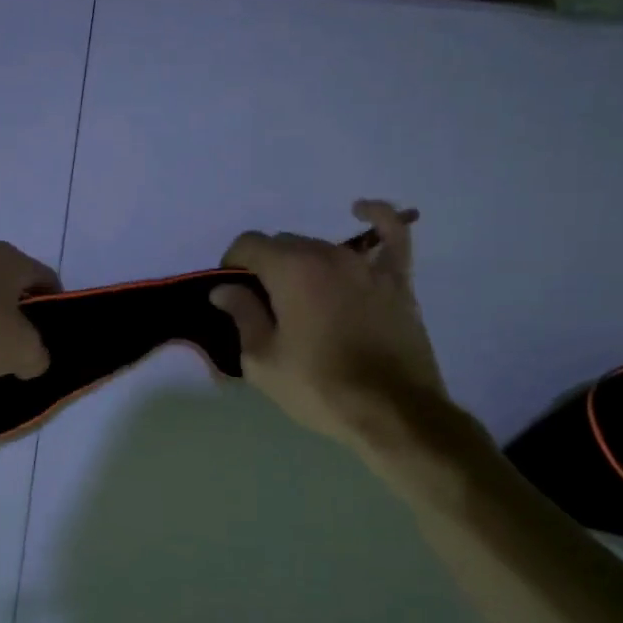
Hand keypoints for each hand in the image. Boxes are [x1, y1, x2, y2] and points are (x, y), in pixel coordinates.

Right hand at [211, 200, 450, 454]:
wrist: (392, 412)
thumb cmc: (319, 387)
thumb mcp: (262, 360)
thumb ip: (242, 315)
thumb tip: (225, 289)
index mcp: (290, 269)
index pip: (248, 244)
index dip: (232, 265)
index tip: (232, 295)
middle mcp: (327, 254)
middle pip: (284, 244)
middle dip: (266, 267)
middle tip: (265, 307)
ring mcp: (366, 265)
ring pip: (322, 247)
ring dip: (303, 263)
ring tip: (301, 297)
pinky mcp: (397, 280)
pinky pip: (390, 236)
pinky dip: (377, 218)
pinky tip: (361, 211)